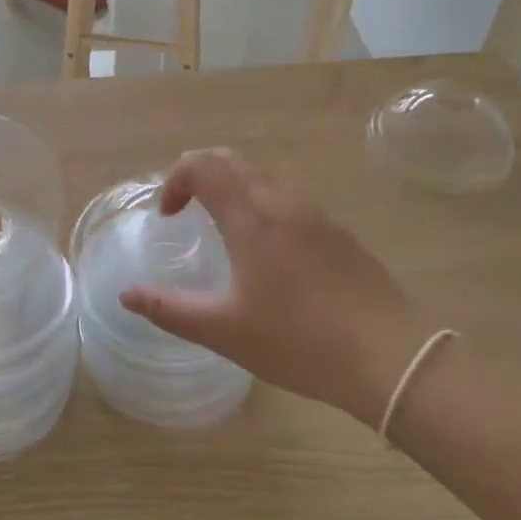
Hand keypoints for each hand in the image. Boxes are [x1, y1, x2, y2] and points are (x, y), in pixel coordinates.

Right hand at [119, 150, 429, 419]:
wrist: (393, 358)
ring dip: (232, 187)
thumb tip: (127, 296)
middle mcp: (283, 202)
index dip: (175, 180)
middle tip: (184, 209)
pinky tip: (266, 253)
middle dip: (199, 173)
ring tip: (220, 229)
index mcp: (252, 217)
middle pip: (233, 160)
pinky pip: (289, 199)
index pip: (203, 166)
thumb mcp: (225, 331)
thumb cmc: (299, 341)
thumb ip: (170, 310)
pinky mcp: (339, 233)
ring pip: (263, 177)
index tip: (168, 217)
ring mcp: (317, 214)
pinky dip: (261, 204)